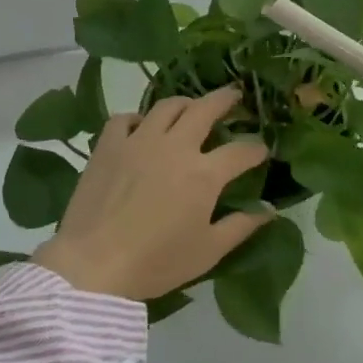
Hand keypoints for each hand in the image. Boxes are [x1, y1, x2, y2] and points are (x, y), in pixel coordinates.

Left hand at [35, 88, 271, 300]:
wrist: (92, 266)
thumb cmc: (156, 262)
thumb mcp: (208, 252)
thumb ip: (241, 227)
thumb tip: (270, 210)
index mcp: (204, 174)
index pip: (241, 151)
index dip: (257, 148)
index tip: (263, 149)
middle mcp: (176, 147)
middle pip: (206, 109)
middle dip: (226, 100)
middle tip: (235, 95)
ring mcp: (139, 141)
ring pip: (167, 106)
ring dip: (186, 103)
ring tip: (192, 106)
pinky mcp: (108, 146)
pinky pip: (125, 119)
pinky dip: (137, 118)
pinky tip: (141, 126)